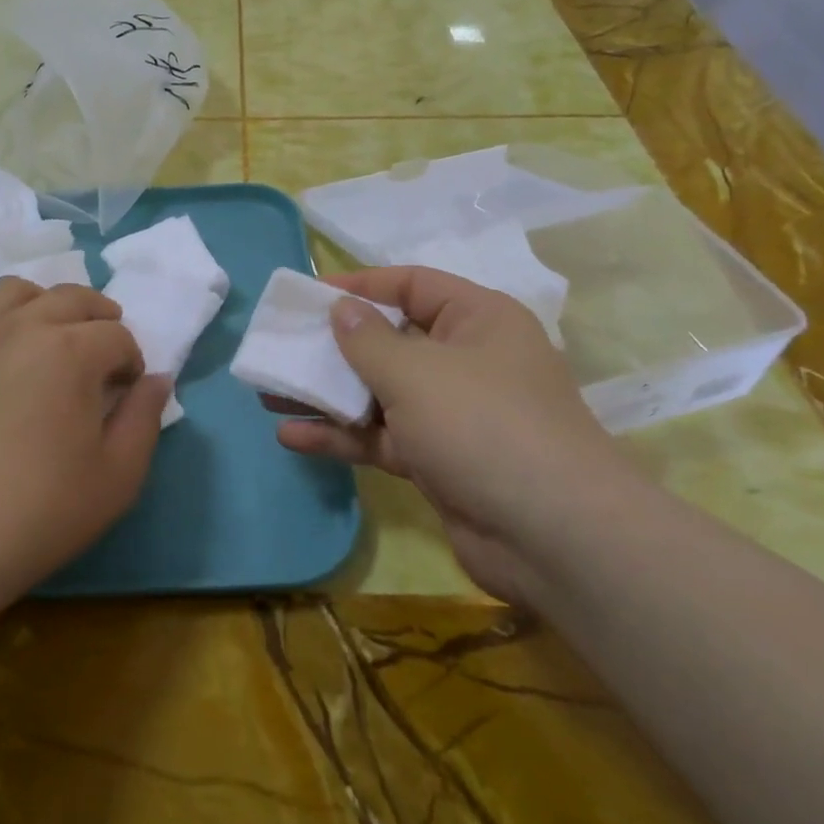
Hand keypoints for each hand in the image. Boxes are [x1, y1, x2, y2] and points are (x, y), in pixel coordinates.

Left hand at [0, 278, 169, 609]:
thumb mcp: (117, 475)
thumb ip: (145, 418)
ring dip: (45, 306)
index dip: (131, 361)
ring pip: (15, 292)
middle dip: (99, 319)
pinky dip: (0, 329)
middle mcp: (20, 328)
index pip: (117, 334)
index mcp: (71, 350)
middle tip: (101, 355)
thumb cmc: (40, 510)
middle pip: (71, 298)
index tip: (126, 392)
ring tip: (49, 341)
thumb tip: (157, 380)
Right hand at [272, 267, 632, 600]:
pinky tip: (292, 436)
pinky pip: (382, 437)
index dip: (361, 285)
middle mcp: (467, 360)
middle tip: (281, 348)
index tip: (310, 296)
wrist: (553, 537)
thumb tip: (341, 309)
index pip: (412, 285)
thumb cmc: (483, 426)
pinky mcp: (438, 460)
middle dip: (333, 347)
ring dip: (328, 394)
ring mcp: (452, 414)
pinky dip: (341, 436)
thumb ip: (368, 340)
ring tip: (270, 392)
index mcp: (478, 320)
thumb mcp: (416, 372)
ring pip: (379, 393)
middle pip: (390, 340)